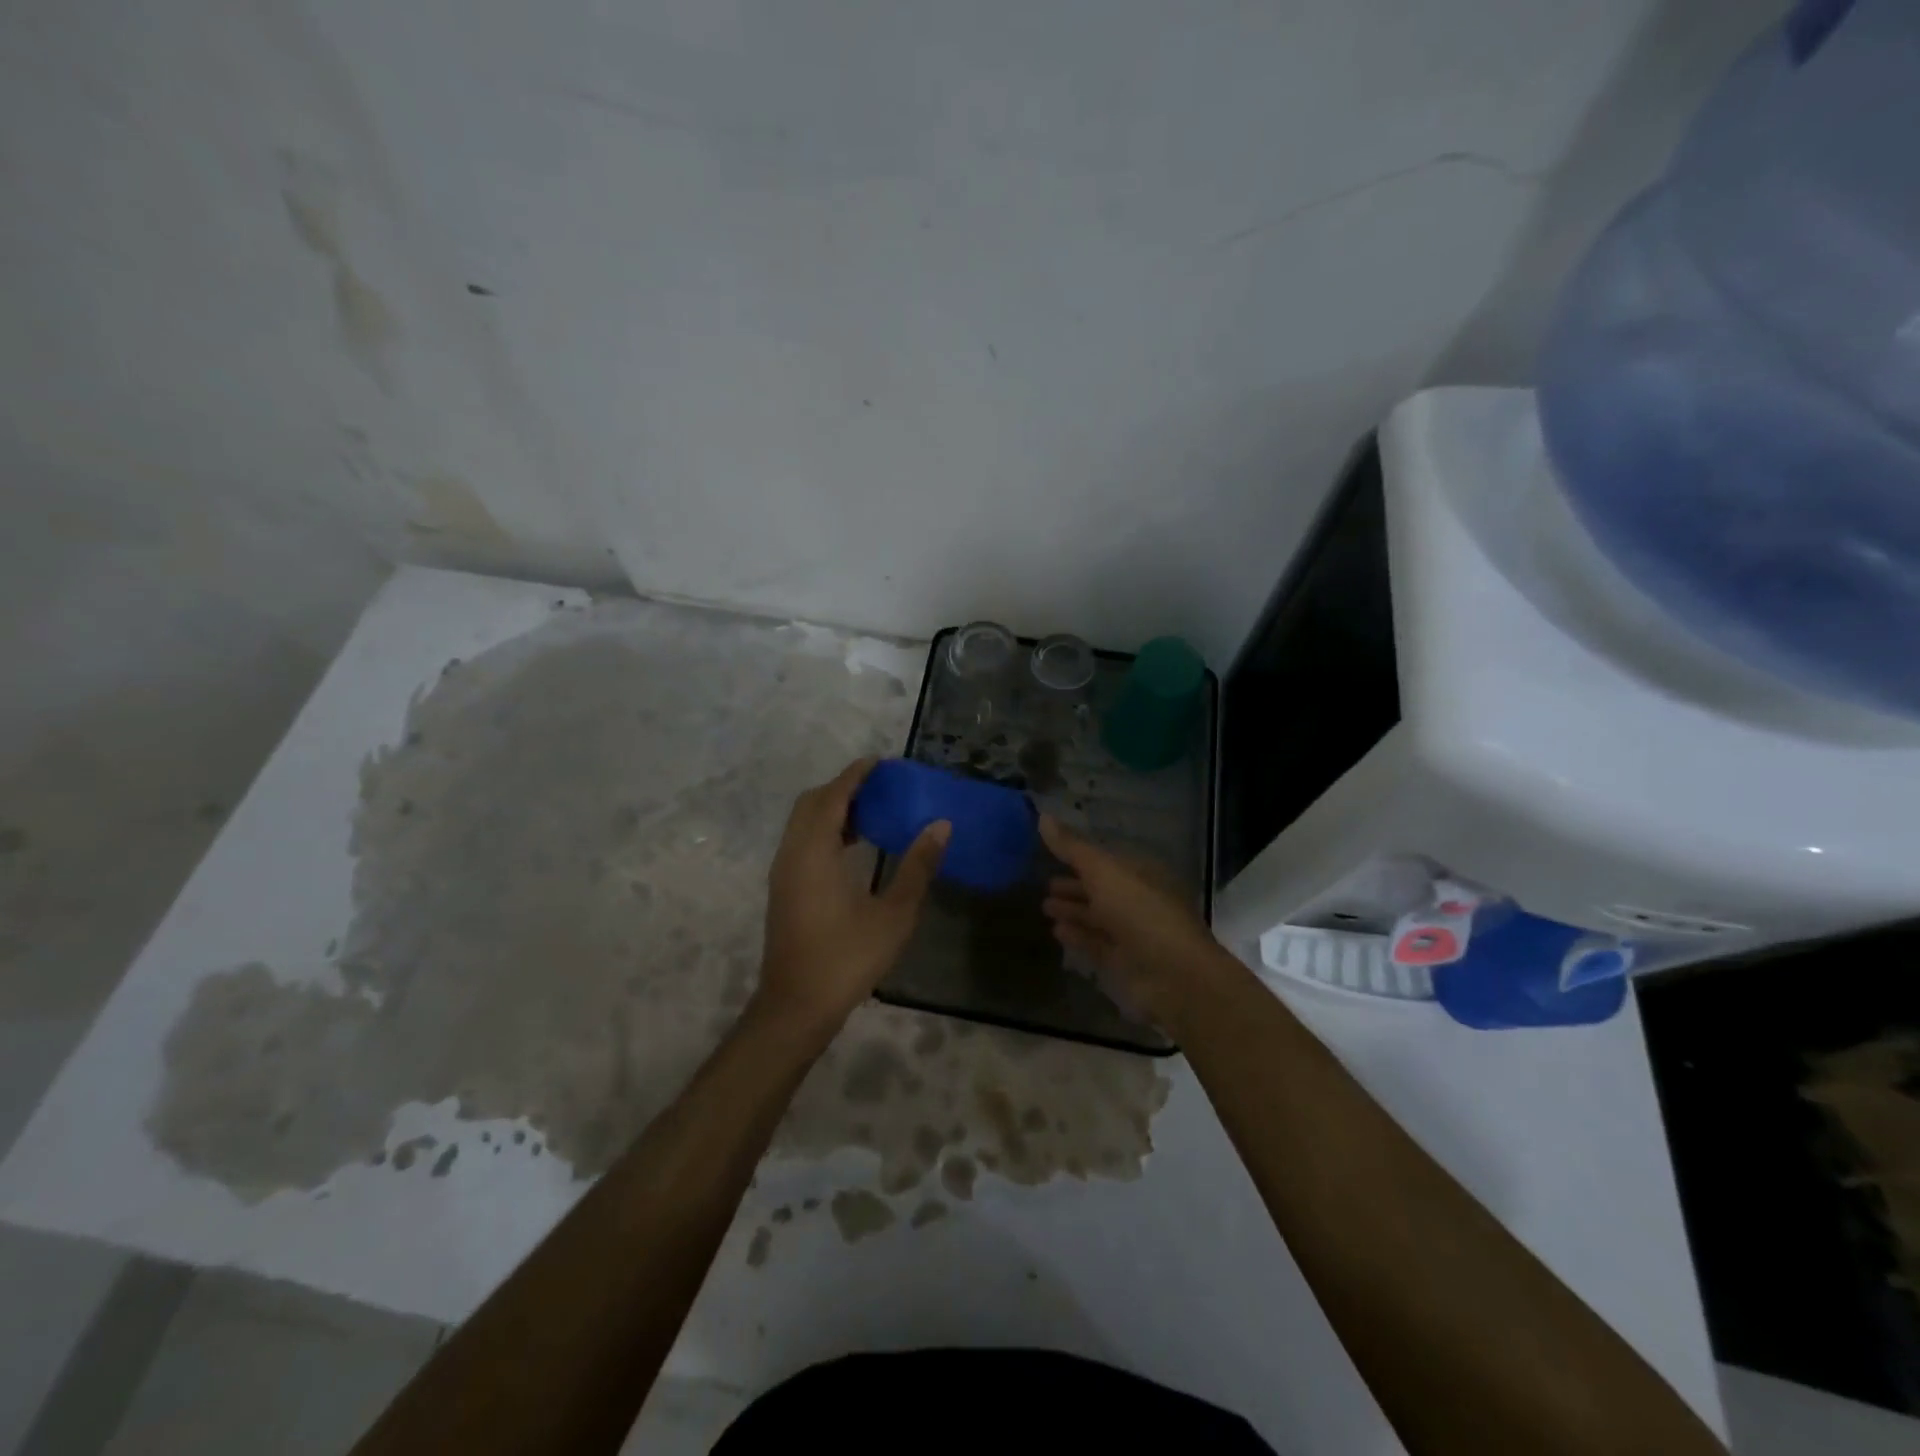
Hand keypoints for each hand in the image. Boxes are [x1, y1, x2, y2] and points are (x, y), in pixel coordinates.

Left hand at [754, 758, 948, 1036]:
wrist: (796, 1006)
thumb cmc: (847, 958)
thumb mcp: (894, 914)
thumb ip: (918, 866)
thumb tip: (940, 825)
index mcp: (815, 853)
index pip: (833, 797)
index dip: (855, 775)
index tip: (880, 762)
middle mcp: (792, 854)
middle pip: (811, 803)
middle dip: (842, 788)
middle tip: (879, 787)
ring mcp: (783, 872)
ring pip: (803, 823)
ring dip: (832, 809)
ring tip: (872, 813)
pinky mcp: (783, 889)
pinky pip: (801, 841)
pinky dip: (824, 830)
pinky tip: (854, 848)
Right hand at [1039, 814, 1235, 1029]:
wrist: (1174, 975)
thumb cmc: (1140, 912)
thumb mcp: (1103, 871)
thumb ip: (1072, 848)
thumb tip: (1042, 816)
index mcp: (1141, 872)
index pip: (1106, 859)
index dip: (1078, 855)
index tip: (1049, 851)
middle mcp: (1139, 899)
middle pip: (1101, 888)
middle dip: (1074, 885)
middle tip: (1043, 883)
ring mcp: (1133, 932)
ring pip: (1097, 916)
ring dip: (1072, 910)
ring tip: (1044, 906)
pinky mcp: (1125, 961)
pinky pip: (1096, 943)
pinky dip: (1077, 935)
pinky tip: (1056, 931)